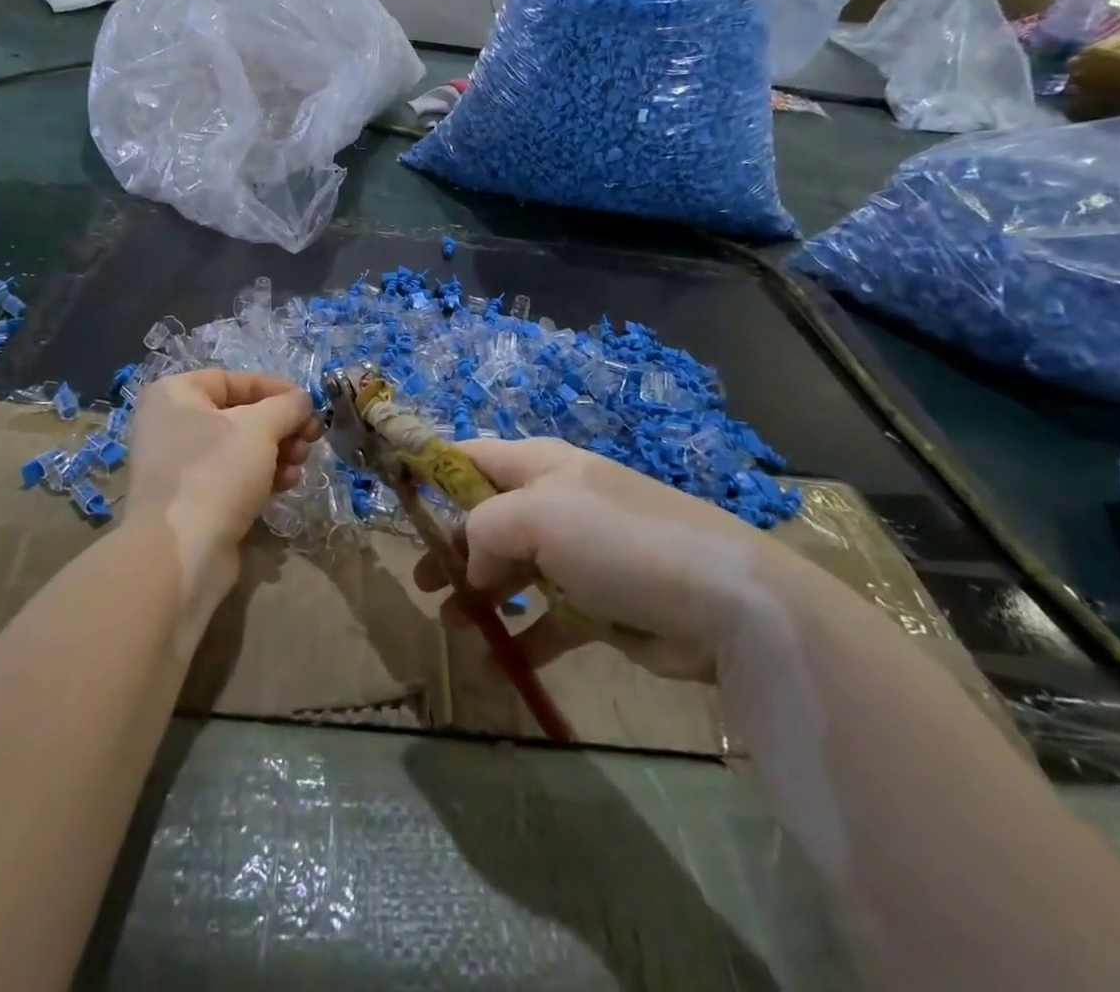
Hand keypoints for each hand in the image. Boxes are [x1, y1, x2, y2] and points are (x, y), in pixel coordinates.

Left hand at [124, 370, 321, 618]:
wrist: (180, 553)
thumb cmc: (216, 472)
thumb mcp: (260, 427)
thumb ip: (287, 406)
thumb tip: (301, 400)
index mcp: (174, 394)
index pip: (234, 380)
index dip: (276, 389)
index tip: (308, 405)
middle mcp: (170, 424)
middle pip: (240, 415)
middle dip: (281, 427)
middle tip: (310, 439)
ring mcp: (178, 465)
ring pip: (239, 448)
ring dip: (277, 453)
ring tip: (299, 466)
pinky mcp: (190, 500)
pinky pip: (231, 477)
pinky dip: (260, 477)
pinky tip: (285, 485)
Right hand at [413, 437, 805, 682]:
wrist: (723, 602)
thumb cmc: (618, 539)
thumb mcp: (539, 515)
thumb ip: (485, 530)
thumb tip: (474, 566)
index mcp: (541, 466)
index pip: (472, 456)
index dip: (432, 471)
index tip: (395, 498)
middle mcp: (556, 502)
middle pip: (487, 518)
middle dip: (452, 547)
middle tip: (423, 582)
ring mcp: (578, 554)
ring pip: (512, 570)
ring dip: (480, 595)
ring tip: (453, 625)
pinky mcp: (598, 604)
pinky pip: (546, 619)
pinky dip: (522, 638)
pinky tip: (499, 664)